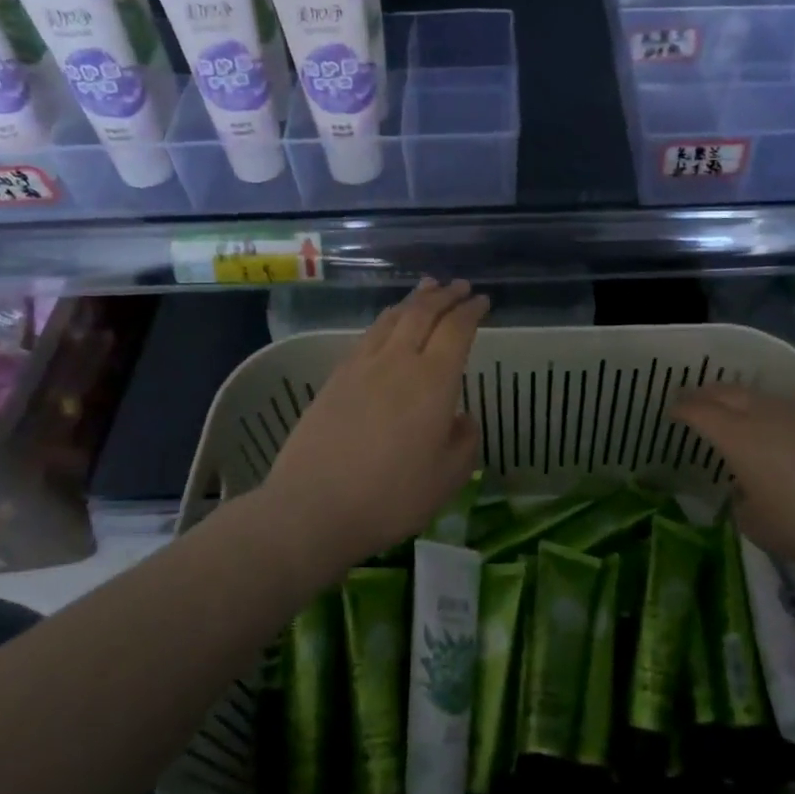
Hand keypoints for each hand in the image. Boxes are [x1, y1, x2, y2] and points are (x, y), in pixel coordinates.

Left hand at [261, 279, 487, 569]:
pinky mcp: (335, 379)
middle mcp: (398, 362)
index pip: (456, 330)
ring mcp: (361, 367)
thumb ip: (464, 443)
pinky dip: (386, 320)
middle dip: (444, 295)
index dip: (471, 311)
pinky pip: (368, 335)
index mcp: (433, 381)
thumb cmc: (391, 497)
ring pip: (392, 318)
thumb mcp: (447, 479)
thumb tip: (462, 419)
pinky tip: (387, 326)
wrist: (312, 508)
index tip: (482, 301)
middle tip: (459, 285)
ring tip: (427, 289)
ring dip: (414, 301)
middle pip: (423, 313)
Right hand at [673, 384, 794, 568]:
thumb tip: (744, 491)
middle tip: (691, 401)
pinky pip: (779, 406)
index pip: (700, 412)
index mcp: (738, 437)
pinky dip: (763, 409)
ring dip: (734, 397)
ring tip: (726, 408)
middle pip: (725, 392)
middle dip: (704, 394)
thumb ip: (741, 504)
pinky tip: (769, 425)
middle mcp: (763, 415)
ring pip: (755, 394)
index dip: (682, 409)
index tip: (671, 410)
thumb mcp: (759, 527)